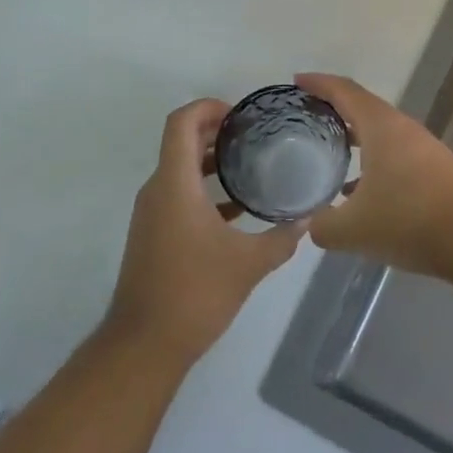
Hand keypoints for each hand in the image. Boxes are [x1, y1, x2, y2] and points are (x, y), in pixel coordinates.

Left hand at [104, 98, 306, 365]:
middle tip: (254, 134)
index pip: (182, 123)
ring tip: (250, 163)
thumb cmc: (195, 293)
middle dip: (215, 131)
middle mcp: (157, 190)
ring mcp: (151, 212)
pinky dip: (203, 187)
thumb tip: (307, 219)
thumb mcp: (248, 264)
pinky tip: (236, 207)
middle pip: (181, 141)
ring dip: (210, 160)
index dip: (208, 108)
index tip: (240, 115)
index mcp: (175, 184)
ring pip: (179, 168)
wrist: (144, 344)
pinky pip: (177, 193)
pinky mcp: (152, 233)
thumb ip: (281, 238)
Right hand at [296, 73, 452, 280]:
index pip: (344, 91)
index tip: (296, 81)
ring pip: (381, 133)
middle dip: (334, 109)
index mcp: (380, 126)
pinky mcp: (435, 171)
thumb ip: (324, 226)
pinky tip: (360, 191)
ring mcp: (422, 149)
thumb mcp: (353, 229)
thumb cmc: (410, 220)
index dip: (319, 83)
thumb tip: (312, 224)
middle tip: (307, 117)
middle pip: (363, 108)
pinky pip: (394, 154)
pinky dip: (372, 161)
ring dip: (355, 137)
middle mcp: (402, 129)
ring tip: (328, 151)